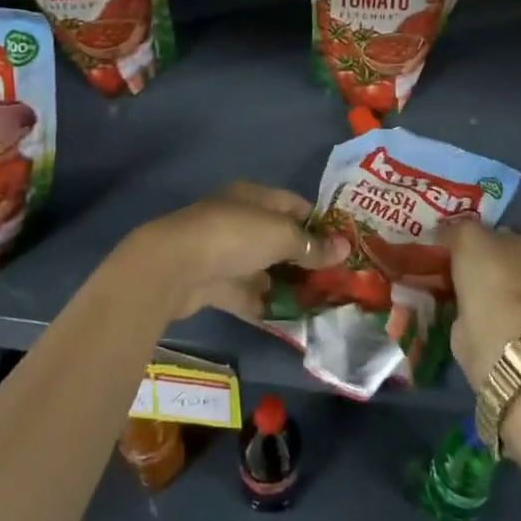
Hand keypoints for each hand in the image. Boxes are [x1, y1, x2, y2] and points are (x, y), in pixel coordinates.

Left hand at [120, 182, 345, 322]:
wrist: (174, 267)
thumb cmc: (233, 237)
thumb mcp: (280, 236)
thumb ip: (312, 245)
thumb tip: (345, 248)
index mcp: (254, 198)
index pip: (294, 205)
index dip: (320, 223)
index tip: (345, 246)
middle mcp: (240, 221)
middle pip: (279, 239)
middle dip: (305, 259)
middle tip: (336, 281)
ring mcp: (225, 254)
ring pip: (264, 268)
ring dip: (286, 285)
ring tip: (319, 305)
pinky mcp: (213, 284)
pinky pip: (247, 294)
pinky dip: (265, 305)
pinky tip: (291, 322)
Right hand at [448, 218, 520, 388]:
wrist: (497, 337)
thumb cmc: (494, 274)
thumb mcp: (468, 235)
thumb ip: (458, 228)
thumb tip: (446, 232)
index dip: (514, 221)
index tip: (488, 222)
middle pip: (520, 253)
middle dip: (494, 250)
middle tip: (463, 243)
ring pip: (506, 279)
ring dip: (483, 276)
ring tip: (450, 265)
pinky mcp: (519, 327)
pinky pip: (495, 303)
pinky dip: (477, 299)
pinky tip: (451, 290)